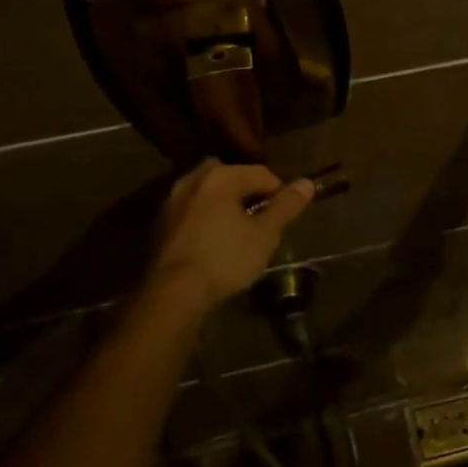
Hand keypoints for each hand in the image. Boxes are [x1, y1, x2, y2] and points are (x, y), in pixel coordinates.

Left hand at [146, 160, 314, 315]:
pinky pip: (193, 210)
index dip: (279, 194)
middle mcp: (194, 178)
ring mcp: (172, 200)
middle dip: (249, 195)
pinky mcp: (160, 222)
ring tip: (238, 233)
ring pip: (210, 194)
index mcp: (221, 176)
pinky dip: (206, 218)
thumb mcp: (265, 234)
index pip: (262, 174)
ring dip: (226, 206)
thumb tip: (307, 183)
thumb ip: (286, 206)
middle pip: (233, 178)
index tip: (284, 219)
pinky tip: (213, 243)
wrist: (172, 293)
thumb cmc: (225, 259)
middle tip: (261, 223)